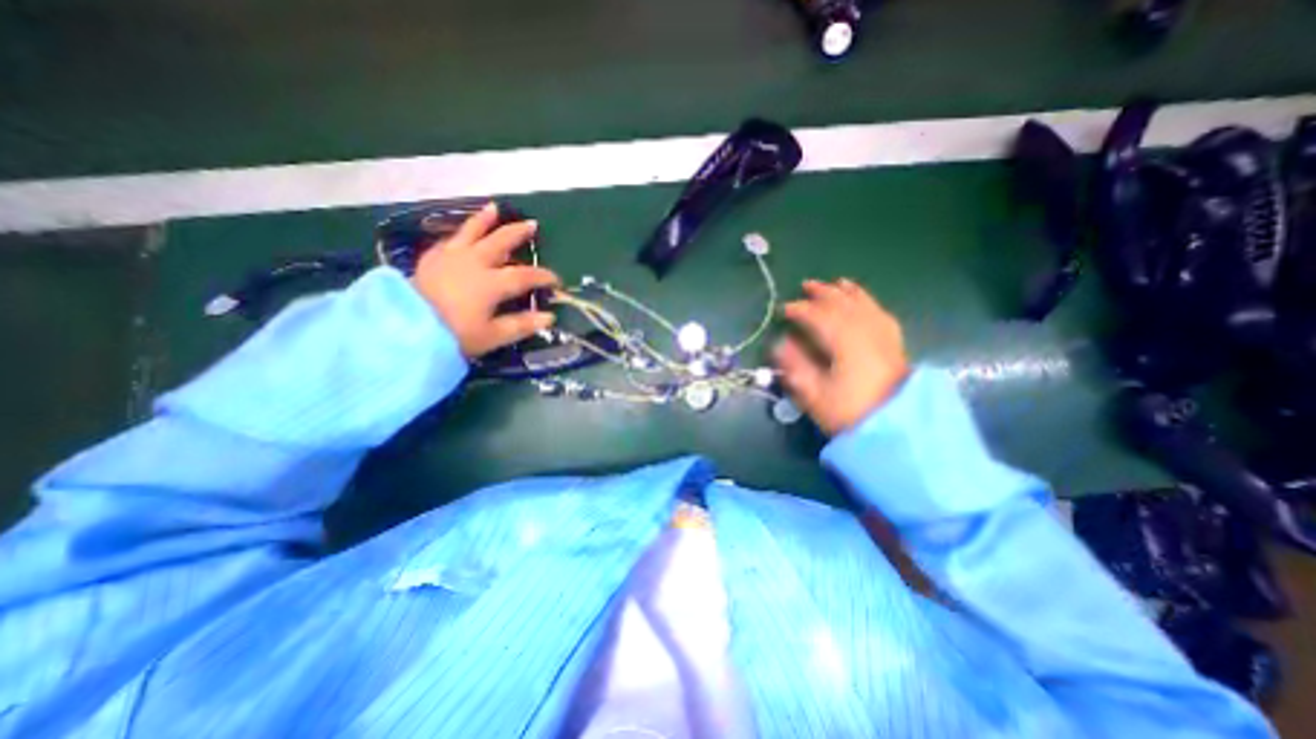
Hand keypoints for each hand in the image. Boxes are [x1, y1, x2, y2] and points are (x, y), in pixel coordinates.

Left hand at [412, 203, 561, 358]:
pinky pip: (449, 241)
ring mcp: (450, 257)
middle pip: (500, 242)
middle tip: (532, 224)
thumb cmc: (454, 335)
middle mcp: (473, 263)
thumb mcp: (492, 336)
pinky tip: (461, 234)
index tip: (555, 280)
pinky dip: (459, 235)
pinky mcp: (431, 259)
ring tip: (495, 208)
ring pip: (471, 232)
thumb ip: (522, 325)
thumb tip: (549, 317)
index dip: (543, 276)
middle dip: (518, 233)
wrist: (405, 329)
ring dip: (485, 220)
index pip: (525, 276)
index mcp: (491, 283)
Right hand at [775, 280, 910, 434]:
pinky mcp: (893, 342)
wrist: (896, 427)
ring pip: (863, 303)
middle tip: (805, 286)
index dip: (799, 310)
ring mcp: (882, 334)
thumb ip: (795, 367)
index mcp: (844, 342)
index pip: (818, 316)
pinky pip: (879, 311)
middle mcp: (865, 331)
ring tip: (835, 283)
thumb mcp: (815, 394)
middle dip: (822, 293)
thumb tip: (780, 344)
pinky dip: (868, 301)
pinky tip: (863, 299)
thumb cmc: (850, 412)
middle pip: (842, 304)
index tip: (783, 309)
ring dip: (845, 292)